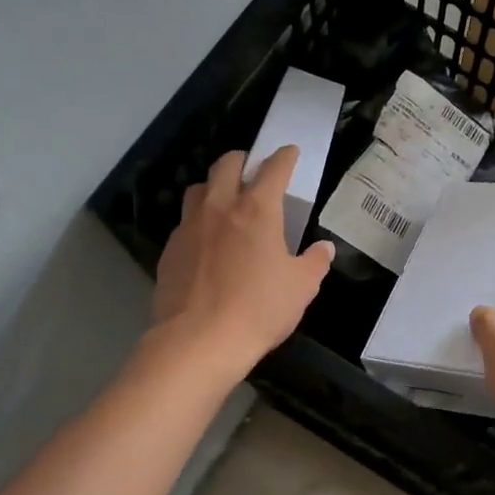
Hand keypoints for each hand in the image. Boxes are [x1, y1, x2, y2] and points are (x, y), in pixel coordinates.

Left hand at [151, 147, 332, 381]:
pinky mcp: (170, 250)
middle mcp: (219, 207)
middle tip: (254, 169)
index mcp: (256, 209)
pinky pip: (185, 223)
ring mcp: (189, 227)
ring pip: (199, 189)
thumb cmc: (259, 309)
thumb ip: (315, 262)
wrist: (198, 341)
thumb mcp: (301, 287)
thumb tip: (324, 249)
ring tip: (226, 200)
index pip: (273, 169)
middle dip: (243, 159)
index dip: (284, 157)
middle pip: (226, 164)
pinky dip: (199, 221)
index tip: (290, 152)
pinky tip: (207, 242)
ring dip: (215, 186)